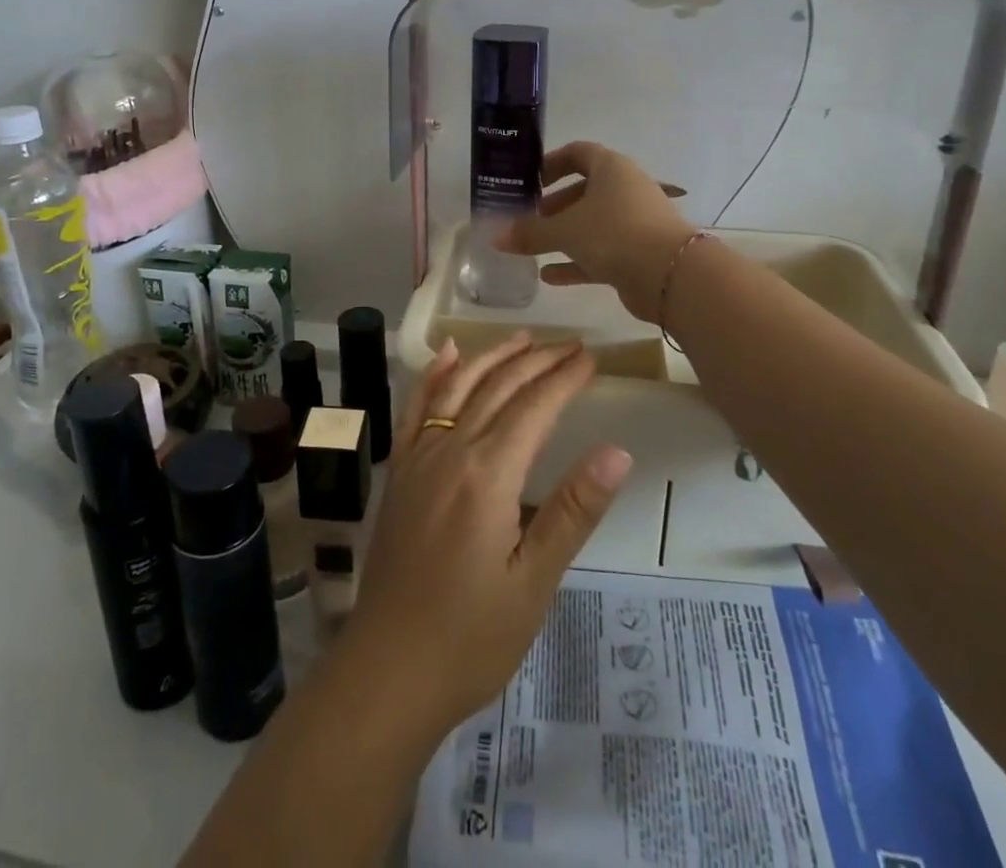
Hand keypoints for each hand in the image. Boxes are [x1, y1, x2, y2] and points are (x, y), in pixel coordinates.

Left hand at [347, 335, 632, 734]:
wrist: (388, 669)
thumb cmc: (470, 637)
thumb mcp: (534, 582)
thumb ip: (573, 511)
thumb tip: (617, 451)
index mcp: (488, 475)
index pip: (534, 408)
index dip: (564, 379)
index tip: (590, 358)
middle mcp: (450, 450)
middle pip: (498, 388)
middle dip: (537, 361)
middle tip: (570, 345)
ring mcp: (418, 457)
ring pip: (458, 387)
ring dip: (491, 357)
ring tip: (522, 338)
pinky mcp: (399, 471)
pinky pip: (416, 408)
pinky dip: (433, 374)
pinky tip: (446, 354)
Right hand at [498, 141, 696, 322]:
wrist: (670, 275)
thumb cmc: (614, 233)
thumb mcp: (565, 230)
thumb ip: (530, 232)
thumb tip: (497, 237)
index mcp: (611, 169)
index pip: (579, 153)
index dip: (552, 163)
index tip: (530, 180)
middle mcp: (625, 190)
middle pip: (585, 190)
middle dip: (555, 204)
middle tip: (528, 216)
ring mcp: (634, 223)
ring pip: (592, 223)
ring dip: (564, 234)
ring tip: (533, 245)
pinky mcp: (638, 254)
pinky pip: (601, 253)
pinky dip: (576, 262)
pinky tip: (549, 276)